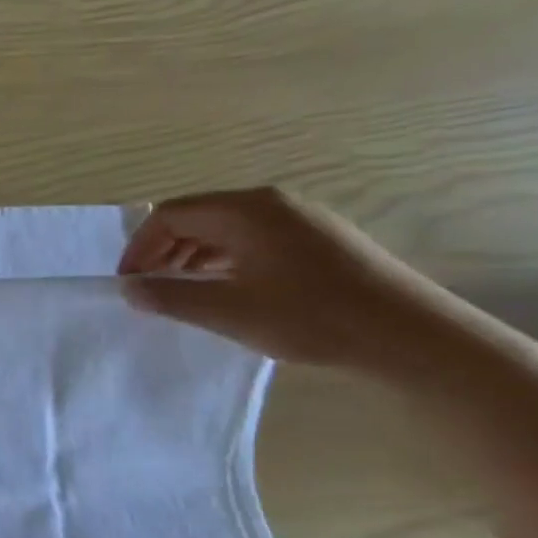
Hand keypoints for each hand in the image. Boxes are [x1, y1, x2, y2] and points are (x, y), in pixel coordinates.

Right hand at [117, 187, 466, 371]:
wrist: (409, 335)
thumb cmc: (311, 317)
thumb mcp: (229, 312)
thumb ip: (172, 298)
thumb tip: (130, 289)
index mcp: (246, 210)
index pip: (171, 215)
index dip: (140, 247)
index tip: (128, 283)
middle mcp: (270, 202)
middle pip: (197, 216)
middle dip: (163, 251)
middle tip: (148, 290)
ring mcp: (298, 217)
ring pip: (224, 229)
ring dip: (191, 257)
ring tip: (180, 294)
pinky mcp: (317, 238)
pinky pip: (252, 239)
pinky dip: (223, 260)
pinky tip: (224, 290)